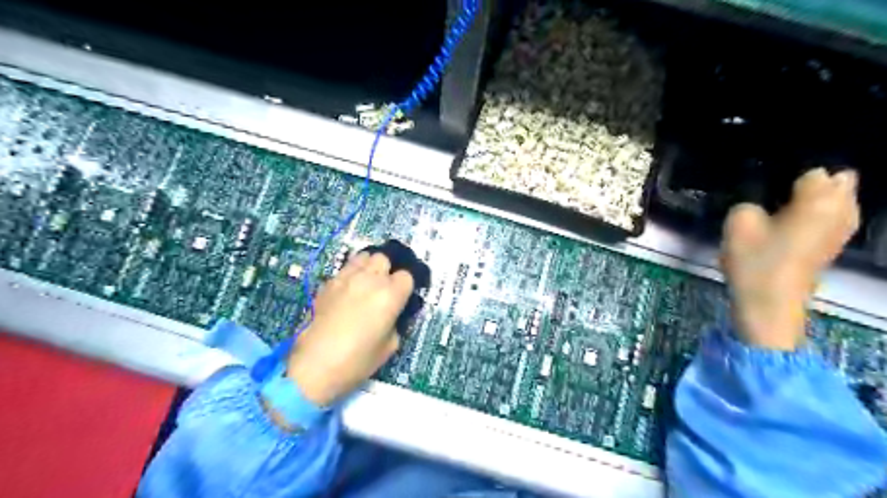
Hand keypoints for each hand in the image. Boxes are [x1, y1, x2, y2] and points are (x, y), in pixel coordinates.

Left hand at [291, 251, 418, 405]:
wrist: (314, 366)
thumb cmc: (357, 361)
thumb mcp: (390, 346)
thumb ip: (396, 323)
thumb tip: (393, 314)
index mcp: (390, 295)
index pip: (407, 275)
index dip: (407, 286)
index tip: (404, 296)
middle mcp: (370, 279)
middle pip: (384, 258)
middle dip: (388, 269)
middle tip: (386, 287)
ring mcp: (346, 278)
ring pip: (363, 257)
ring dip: (369, 266)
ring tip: (368, 281)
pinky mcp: (328, 283)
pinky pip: (345, 269)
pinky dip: (351, 274)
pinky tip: (349, 290)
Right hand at [720, 168, 860, 350]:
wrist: (769, 302)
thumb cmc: (755, 261)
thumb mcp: (739, 222)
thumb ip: (751, 201)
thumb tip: (764, 203)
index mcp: (820, 199)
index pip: (813, 171)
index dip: (787, 174)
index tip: (767, 185)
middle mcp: (842, 210)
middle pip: (838, 181)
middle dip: (812, 182)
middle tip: (776, 194)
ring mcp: (842, 229)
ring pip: (840, 199)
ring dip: (816, 198)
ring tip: (783, 206)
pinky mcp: (834, 245)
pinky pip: (834, 216)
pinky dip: (817, 214)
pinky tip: (792, 222)